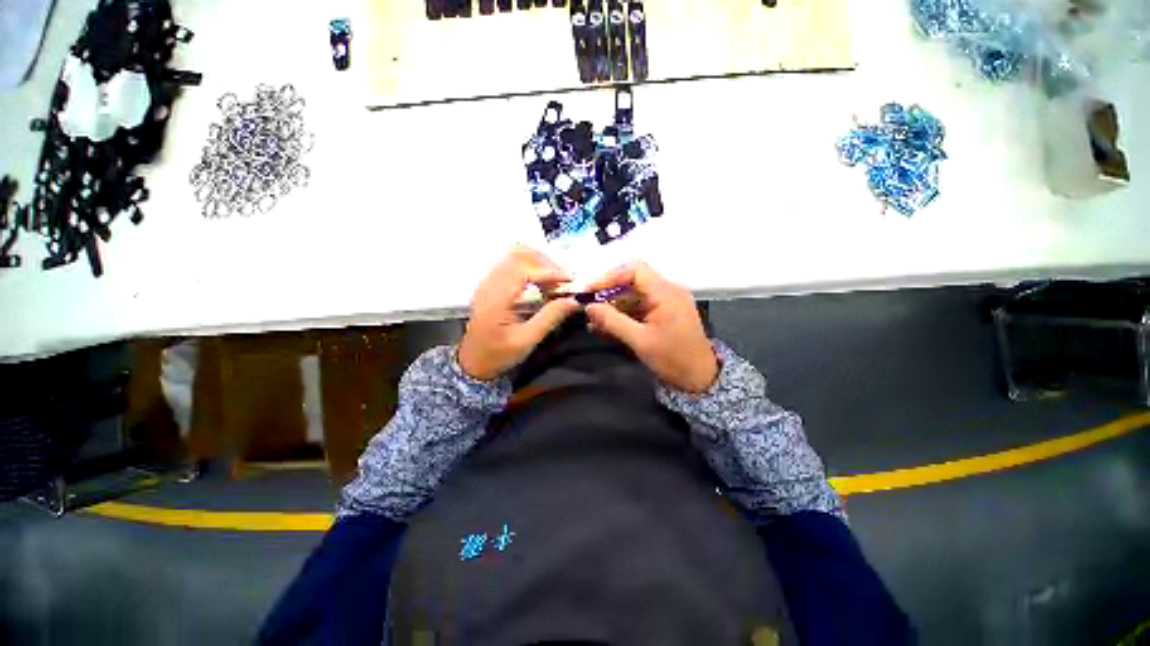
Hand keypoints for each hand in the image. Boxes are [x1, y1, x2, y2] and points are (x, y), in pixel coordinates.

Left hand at [458, 245, 580, 380]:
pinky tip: (542, 283)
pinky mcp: (492, 283)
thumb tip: (574, 301)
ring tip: (555, 281)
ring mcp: (489, 281)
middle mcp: (490, 283)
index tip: (570, 281)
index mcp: (496, 297)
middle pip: (519, 254)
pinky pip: (513, 264)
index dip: (550, 272)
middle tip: (563, 280)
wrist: (473, 362)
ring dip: (539, 263)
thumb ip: (550, 317)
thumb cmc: (499, 354)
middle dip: (546, 262)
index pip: (524, 270)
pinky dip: (531, 267)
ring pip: (516, 255)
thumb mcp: (527, 340)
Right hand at [585, 263, 718, 392]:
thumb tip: (588, 307)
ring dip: (612, 306)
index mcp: (666, 292)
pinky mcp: (662, 312)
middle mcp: (667, 290)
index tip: (590, 290)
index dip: (609, 276)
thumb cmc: (673, 359)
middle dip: (608, 293)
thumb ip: (613, 322)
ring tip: (593, 321)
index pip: (634, 270)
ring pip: (632, 295)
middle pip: (631, 281)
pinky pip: (638, 306)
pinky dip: (622, 314)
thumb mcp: (640, 341)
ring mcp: (665, 301)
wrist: (699, 377)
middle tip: (588, 306)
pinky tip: (606, 326)